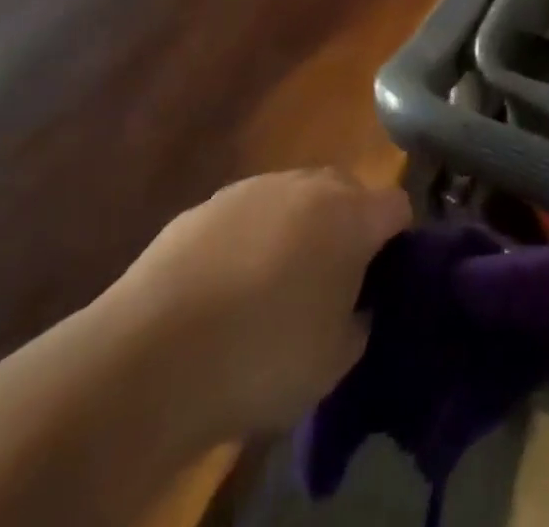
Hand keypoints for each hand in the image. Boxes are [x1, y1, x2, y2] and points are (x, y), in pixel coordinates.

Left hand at [95, 170, 410, 441]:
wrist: (151, 356)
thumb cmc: (262, 358)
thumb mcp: (333, 362)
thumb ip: (357, 323)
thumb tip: (354, 306)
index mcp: (350, 216)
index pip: (396, 206)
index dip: (397, 238)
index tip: (383, 276)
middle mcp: (307, 185)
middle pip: (346, 190)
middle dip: (347, 225)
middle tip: (331, 279)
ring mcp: (254, 188)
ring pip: (294, 197)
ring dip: (296, 228)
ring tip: (273, 285)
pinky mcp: (206, 204)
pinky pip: (247, 214)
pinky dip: (249, 239)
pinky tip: (225, 287)